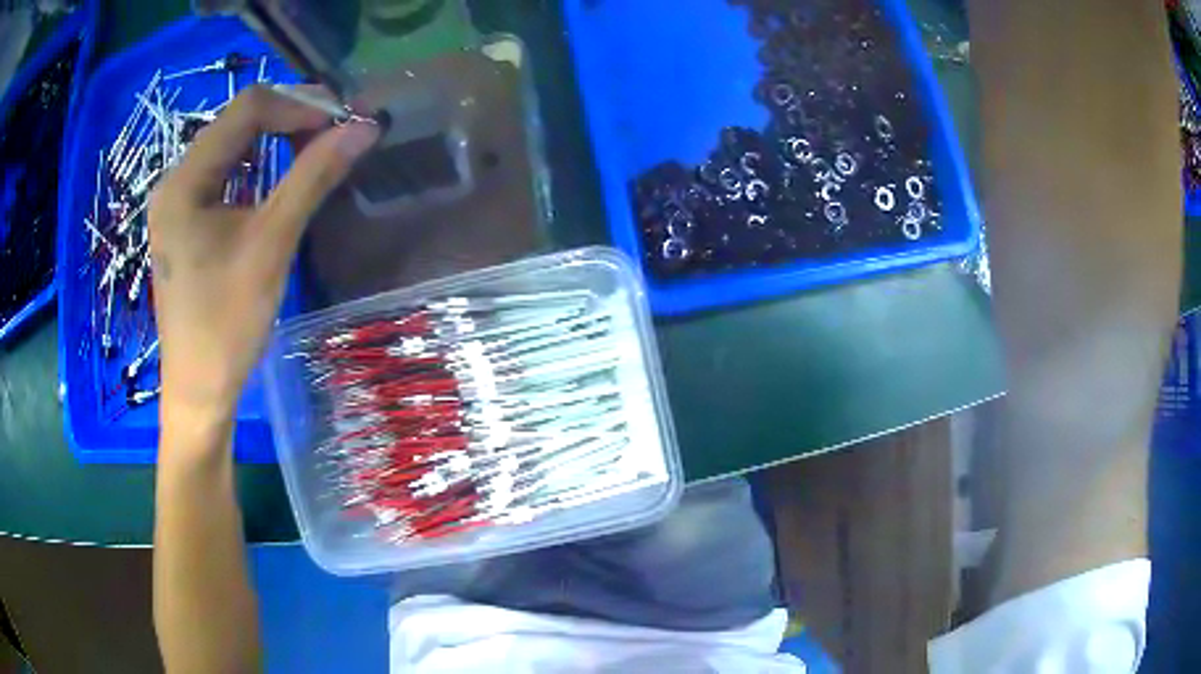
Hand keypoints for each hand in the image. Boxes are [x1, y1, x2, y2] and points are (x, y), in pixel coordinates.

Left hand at [149, 86, 379, 429]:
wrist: (200, 391)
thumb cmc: (227, 323)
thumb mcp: (271, 244)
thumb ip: (313, 177)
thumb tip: (364, 127)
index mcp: (184, 180)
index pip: (246, 109)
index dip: (298, 104)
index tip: (342, 121)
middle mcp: (176, 181)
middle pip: (238, 123)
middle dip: (290, 120)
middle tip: (336, 135)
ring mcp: (180, 203)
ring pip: (234, 148)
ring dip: (277, 143)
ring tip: (317, 153)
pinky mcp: (188, 224)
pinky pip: (227, 177)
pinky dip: (261, 170)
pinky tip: (282, 183)